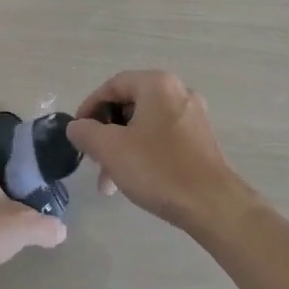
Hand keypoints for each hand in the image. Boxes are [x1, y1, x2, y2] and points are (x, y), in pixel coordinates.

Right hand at [65, 70, 253, 234]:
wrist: (212, 204)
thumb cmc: (158, 169)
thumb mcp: (111, 149)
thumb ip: (86, 132)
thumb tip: (76, 127)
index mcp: (157, 84)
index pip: (112, 85)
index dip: (89, 107)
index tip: (77, 132)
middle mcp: (178, 91)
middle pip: (129, 104)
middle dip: (106, 132)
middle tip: (92, 158)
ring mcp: (193, 115)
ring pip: (145, 123)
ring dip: (122, 146)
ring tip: (109, 181)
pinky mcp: (201, 138)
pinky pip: (162, 135)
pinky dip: (143, 151)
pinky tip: (134, 178)